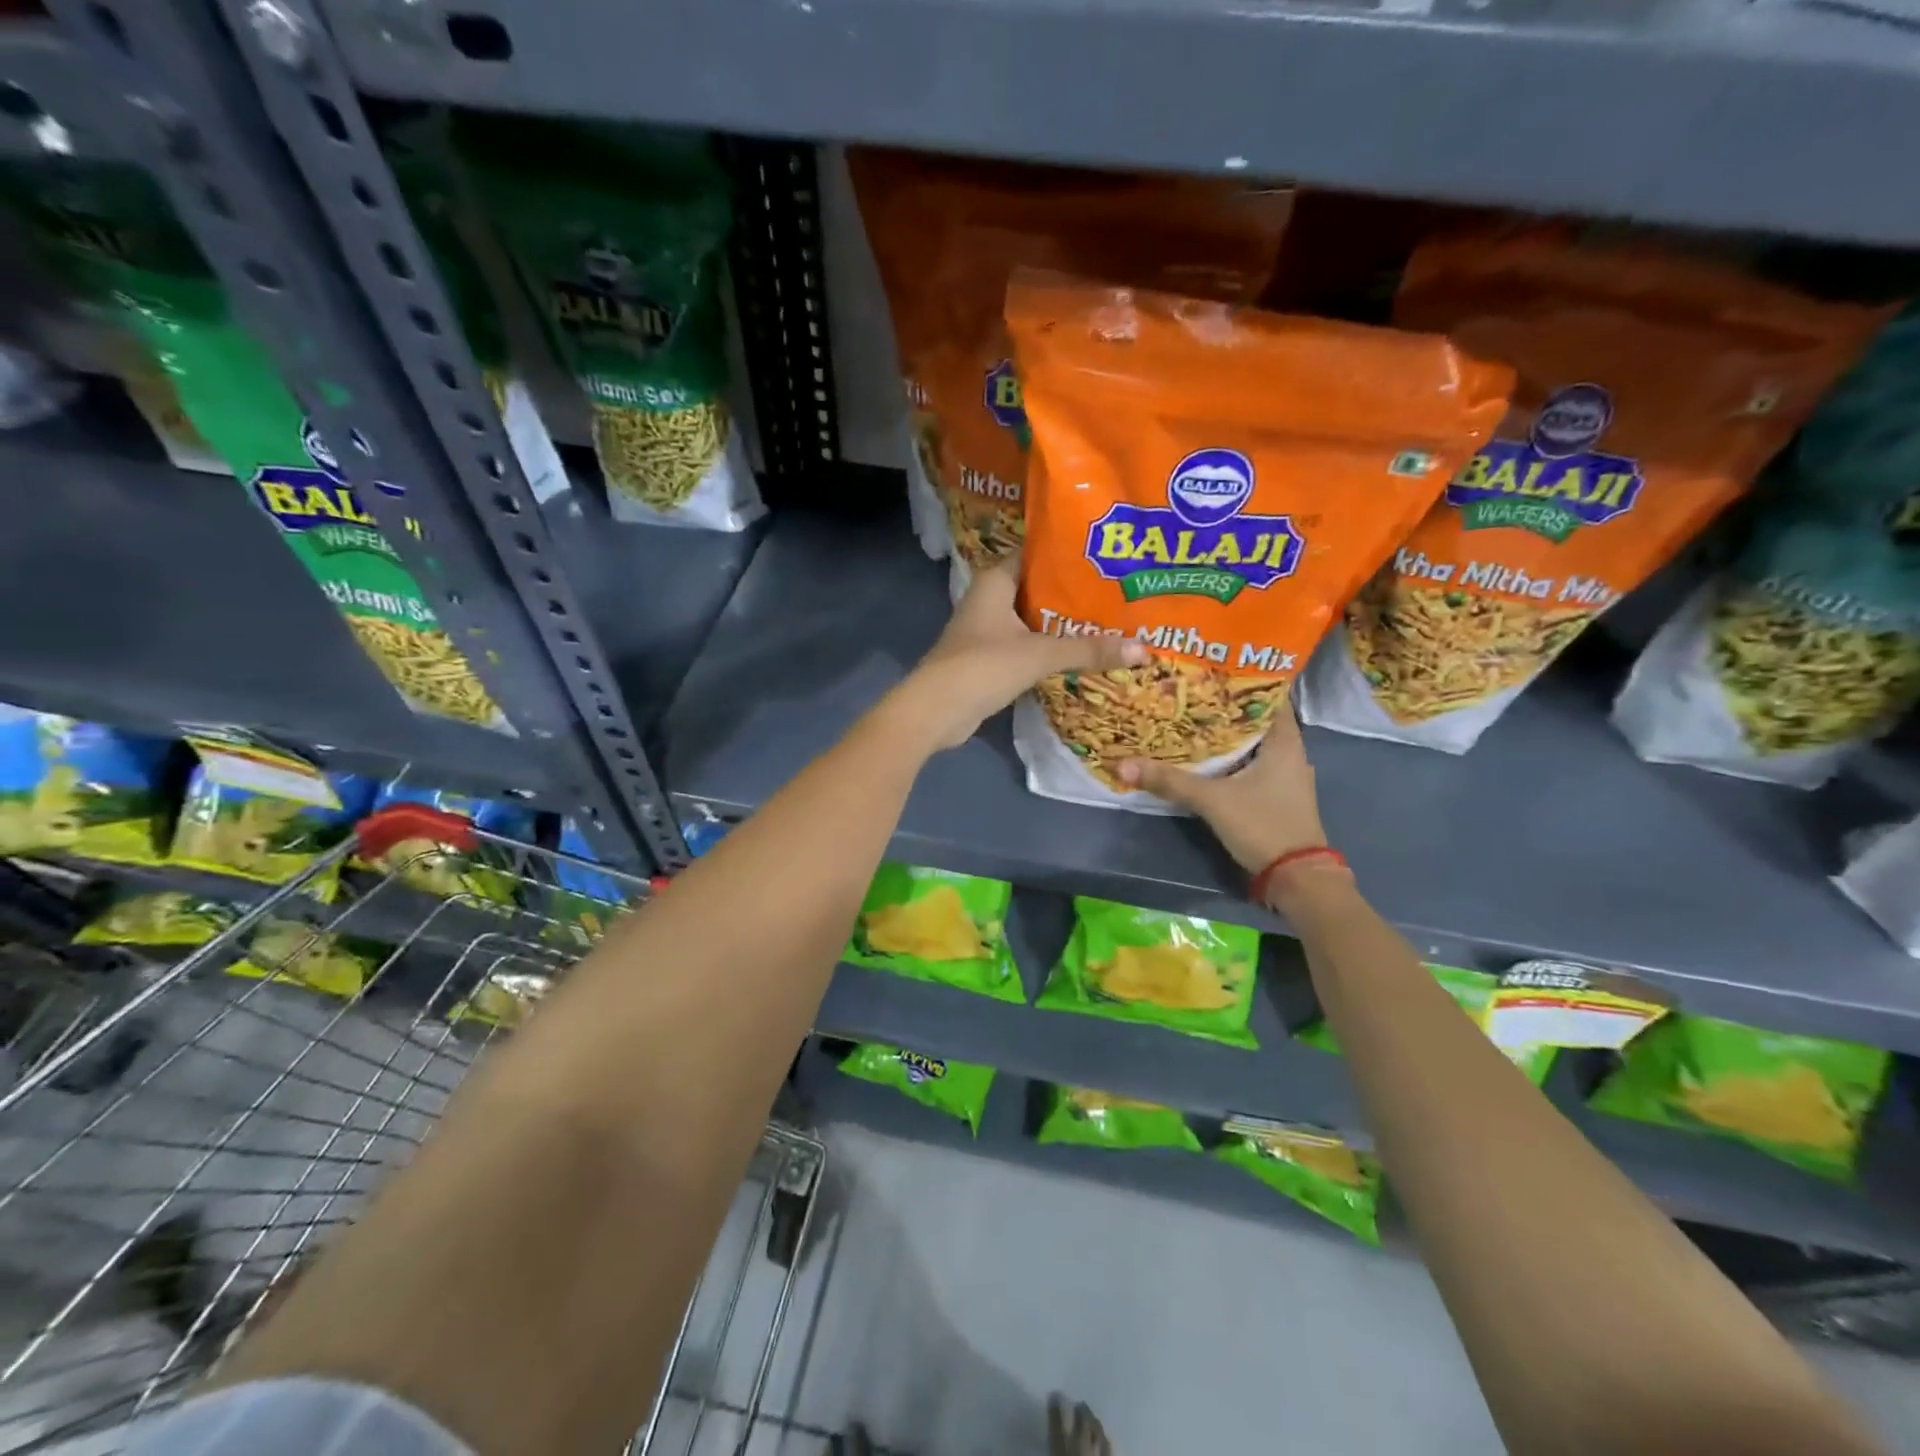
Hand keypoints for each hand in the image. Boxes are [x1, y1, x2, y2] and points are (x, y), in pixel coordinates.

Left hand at [886, 558, 1146, 751]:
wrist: (935, 712)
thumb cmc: (981, 667)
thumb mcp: (1038, 654)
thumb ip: (1088, 650)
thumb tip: (1144, 649)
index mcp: (995, 580)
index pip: (1036, 553)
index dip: (1069, 553)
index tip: (1108, 555)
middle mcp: (990, 599)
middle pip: (1039, 588)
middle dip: (1075, 592)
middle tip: (1120, 590)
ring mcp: (988, 630)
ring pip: (1034, 619)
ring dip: (1064, 623)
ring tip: (1111, 620)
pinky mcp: (990, 659)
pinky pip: (1028, 645)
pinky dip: (1051, 648)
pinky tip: (1082, 653)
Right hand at [1118, 693, 1327, 872]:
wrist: (1296, 878)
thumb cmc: (1263, 825)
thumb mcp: (1212, 800)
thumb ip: (1169, 781)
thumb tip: (1122, 764)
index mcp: (1285, 741)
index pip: (1267, 695)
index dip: (1239, 680)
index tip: (1207, 669)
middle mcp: (1289, 752)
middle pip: (1254, 719)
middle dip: (1223, 707)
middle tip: (1187, 692)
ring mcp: (1284, 776)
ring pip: (1251, 744)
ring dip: (1225, 734)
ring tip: (1188, 719)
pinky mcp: (1275, 795)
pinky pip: (1250, 764)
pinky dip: (1229, 758)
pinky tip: (1203, 757)